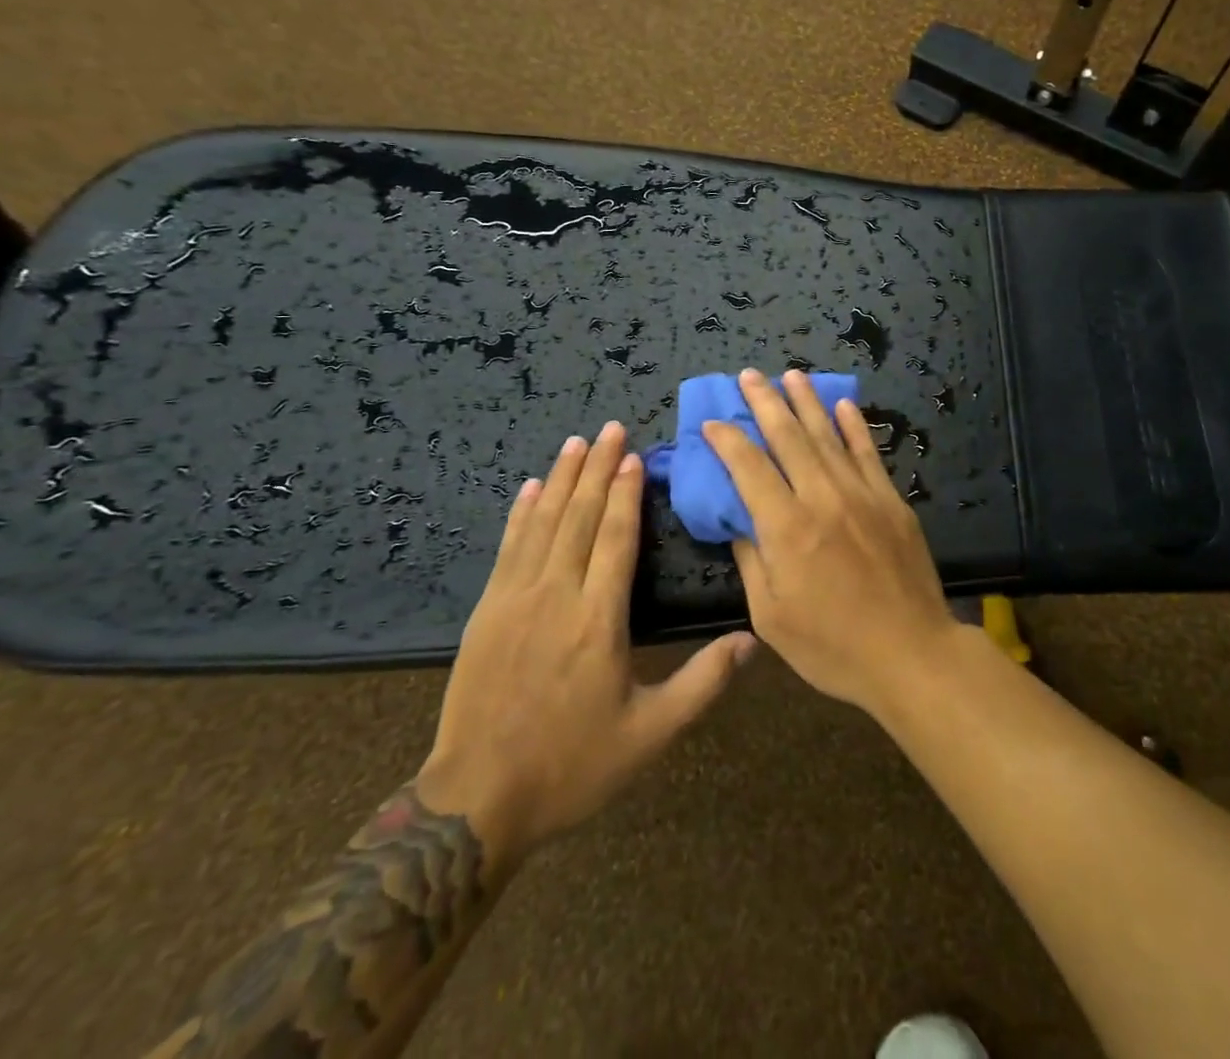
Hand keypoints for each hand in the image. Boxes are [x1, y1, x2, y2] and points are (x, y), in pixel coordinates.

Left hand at [417, 422, 755, 861]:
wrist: (477, 801)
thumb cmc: (572, 766)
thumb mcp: (650, 734)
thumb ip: (703, 683)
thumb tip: (752, 641)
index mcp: (598, 620)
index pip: (615, 538)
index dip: (627, 493)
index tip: (634, 456)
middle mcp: (556, 596)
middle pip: (580, 517)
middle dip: (598, 469)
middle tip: (611, 428)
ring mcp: (514, 600)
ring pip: (543, 523)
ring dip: (562, 478)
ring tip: (577, 442)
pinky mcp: (486, 611)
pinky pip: (509, 547)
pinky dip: (522, 513)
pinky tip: (532, 488)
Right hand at [702, 368, 957, 713]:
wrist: (912, 654)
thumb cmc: (833, 646)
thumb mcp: (771, 617)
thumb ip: (751, 562)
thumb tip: (737, 522)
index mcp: (787, 528)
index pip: (749, 468)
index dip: (727, 440)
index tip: (712, 421)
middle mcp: (822, 498)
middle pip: (788, 437)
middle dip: (765, 402)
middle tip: (749, 376)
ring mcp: (862, 494)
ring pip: (828, 435)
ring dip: (807, 402)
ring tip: (791, 375)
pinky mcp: (891, 500)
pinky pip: (869, 453)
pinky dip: (854, 426)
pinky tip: (844, 404)